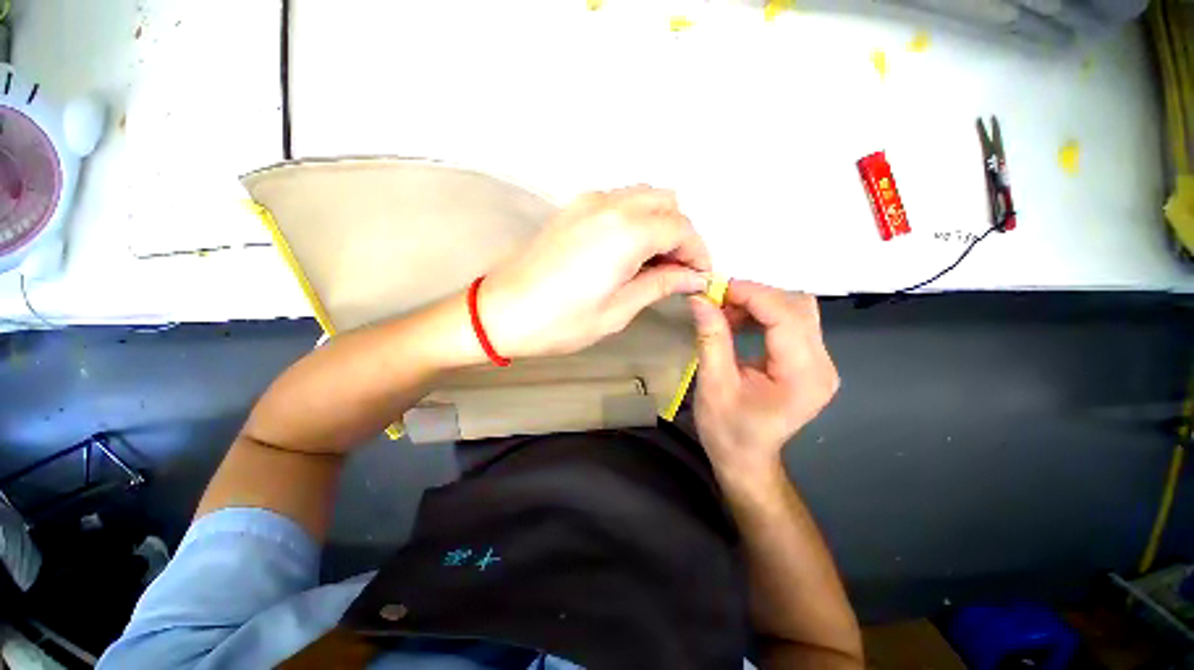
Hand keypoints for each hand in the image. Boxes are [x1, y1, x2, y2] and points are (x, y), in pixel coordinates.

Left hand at [481, 186, 711, 357]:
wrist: (500, 312)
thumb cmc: (561, 321)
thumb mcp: (618, 310)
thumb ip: (660, 285)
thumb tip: (693, 277)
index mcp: (627, 231)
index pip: (681, 228)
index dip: (698, 252)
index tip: (699, 277)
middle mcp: (611, 204)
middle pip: (667, 203)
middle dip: (681, 235)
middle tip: (676, 271)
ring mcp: (588, 201)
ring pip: (643, 196)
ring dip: (659, 223)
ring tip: (653, 262)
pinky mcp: (572, 208)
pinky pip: (619, 201)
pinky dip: (635, 219)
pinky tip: (627, 251)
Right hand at [691, 280, 838, 478]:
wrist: (746, 459)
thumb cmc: (727, 431)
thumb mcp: (713, 385)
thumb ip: (711, 338)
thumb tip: (700, 299)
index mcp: (802, 376)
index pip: (786, 316)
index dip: (752, 294)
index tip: (717, 287)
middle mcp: (822, 365)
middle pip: (798, 307)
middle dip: (755, 296)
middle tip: (717, 300)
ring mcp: (820, 363)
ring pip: (796, 310)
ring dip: (758, 303)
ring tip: (724, 312)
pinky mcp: (809, 362)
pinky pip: (791, 323)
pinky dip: (762, 315)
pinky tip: (738, 322)